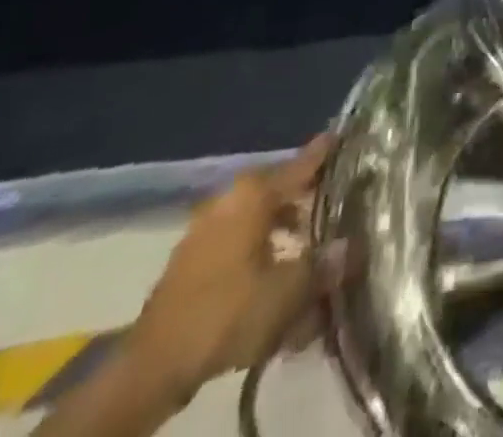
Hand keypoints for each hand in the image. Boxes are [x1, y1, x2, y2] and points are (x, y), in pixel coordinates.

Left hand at [119, 135, 342, 407]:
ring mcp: (204, 227)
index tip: (345, 136)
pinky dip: (256, 246)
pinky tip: (270, 269)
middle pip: (277, 188)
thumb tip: (350, 247)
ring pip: (255, 215)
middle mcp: (229, 198)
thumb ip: (324, 264)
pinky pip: (235, 239)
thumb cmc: (228, 312)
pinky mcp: (190, 258)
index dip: (325, 152)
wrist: (153, 366)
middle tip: (332, 202)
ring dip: (281, 225)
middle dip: (304, 196)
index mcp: (254, 192)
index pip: (301, 163)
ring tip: (305, 243)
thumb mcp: (288, 291)